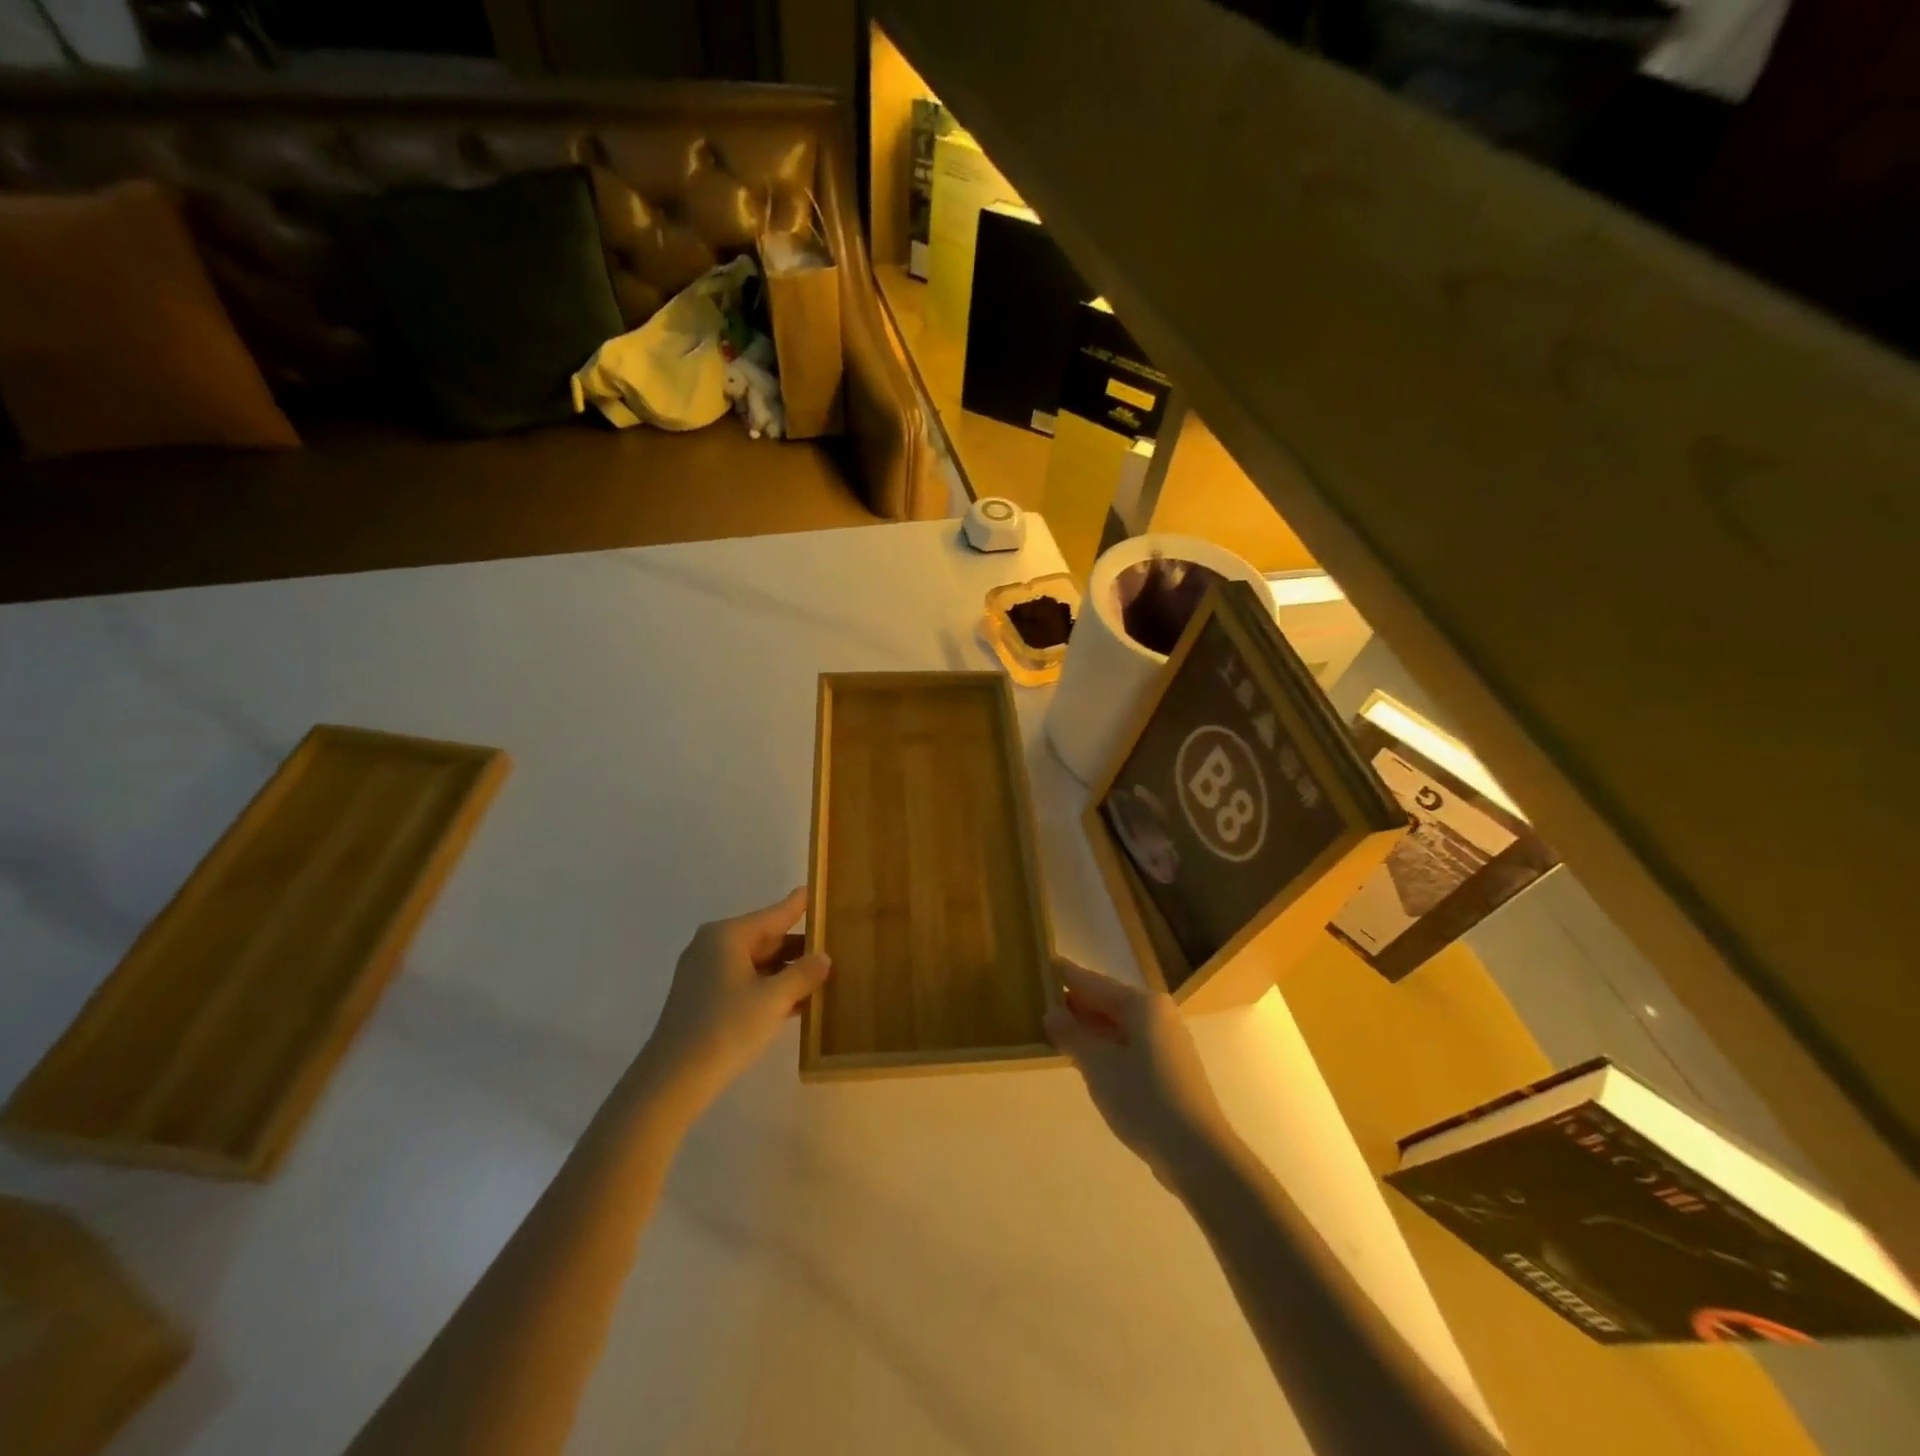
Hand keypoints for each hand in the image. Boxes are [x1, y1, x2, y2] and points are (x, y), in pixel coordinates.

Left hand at [633, 888, 830, 1116]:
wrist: (671, 1081)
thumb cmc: (725, 1029)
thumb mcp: (773, 1000)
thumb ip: (803, 974)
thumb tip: (824, 957)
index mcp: (728, 935)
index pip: (776, 913)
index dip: (802, 905)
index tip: (822, 891)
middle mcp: (714, 945)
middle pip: (767, 938)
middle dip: (800, 946)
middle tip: (837, 945)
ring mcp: (706, 972)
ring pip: (757, 963)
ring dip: (788, 972)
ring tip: (825, 975)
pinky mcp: (703, 998)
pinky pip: (745, 982)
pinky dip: (770, 988)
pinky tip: (798, 1002)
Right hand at [1044, 959, 1231, 1181]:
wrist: (1197, 1154)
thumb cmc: (1144, 1099)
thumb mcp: (1098, 1065)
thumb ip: (1072, 1034)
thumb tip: (1052, 1012)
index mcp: (1143, 1004)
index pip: (1095, 982)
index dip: (1068, 975)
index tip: (1046, 963)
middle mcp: (1158, 1014)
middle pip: (1109, 1001)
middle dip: (1078, 1003)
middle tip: (1043, 999)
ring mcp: (1167, 1042)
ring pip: (1119, 1025)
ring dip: (1090, 1027)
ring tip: (1057, 1028)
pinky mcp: (1170, 1069)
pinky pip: (1129, 1045)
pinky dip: (1106, 1046)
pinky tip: (1087, 1058)